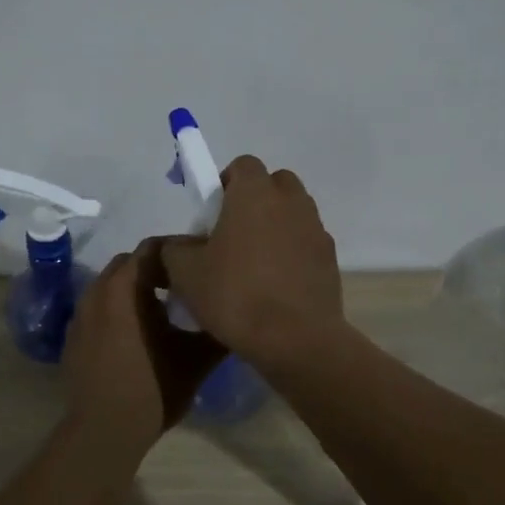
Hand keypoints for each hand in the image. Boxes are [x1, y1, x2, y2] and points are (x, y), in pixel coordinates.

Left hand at [65, 241, 224, 440]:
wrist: (104, 431)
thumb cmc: (153, 389)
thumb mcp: (196, 359)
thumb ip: (216, 330)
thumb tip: (233, 313)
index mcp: (125, 288)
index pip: (152, 248)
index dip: (178, 250)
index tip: (199, 263)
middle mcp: (97, 291)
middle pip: (129, 264)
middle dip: (155, 268)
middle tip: (184, 284)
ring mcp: (80, 314)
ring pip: (111, 287)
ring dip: (135, 290)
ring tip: (163, 309)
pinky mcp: (73, 335)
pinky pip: (98, 309)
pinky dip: (117, 310)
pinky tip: (137, 334)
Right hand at [160, 156, 343, 364]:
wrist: (294, 339)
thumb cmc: (234, 295)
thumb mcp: (185, 272)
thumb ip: (175, 248)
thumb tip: (180, 245)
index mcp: (254, 193)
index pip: (243, 165)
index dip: (225, 183)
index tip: (212, 212)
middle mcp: (290, 201)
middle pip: (274, 183)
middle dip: (255, 200)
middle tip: (233, 232)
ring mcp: (315, 229)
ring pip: (293, 212)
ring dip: (276, 225)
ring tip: (255, 262)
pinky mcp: (330, 258)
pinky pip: (306, 242)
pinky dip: (292, 252)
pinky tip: (276, 284)